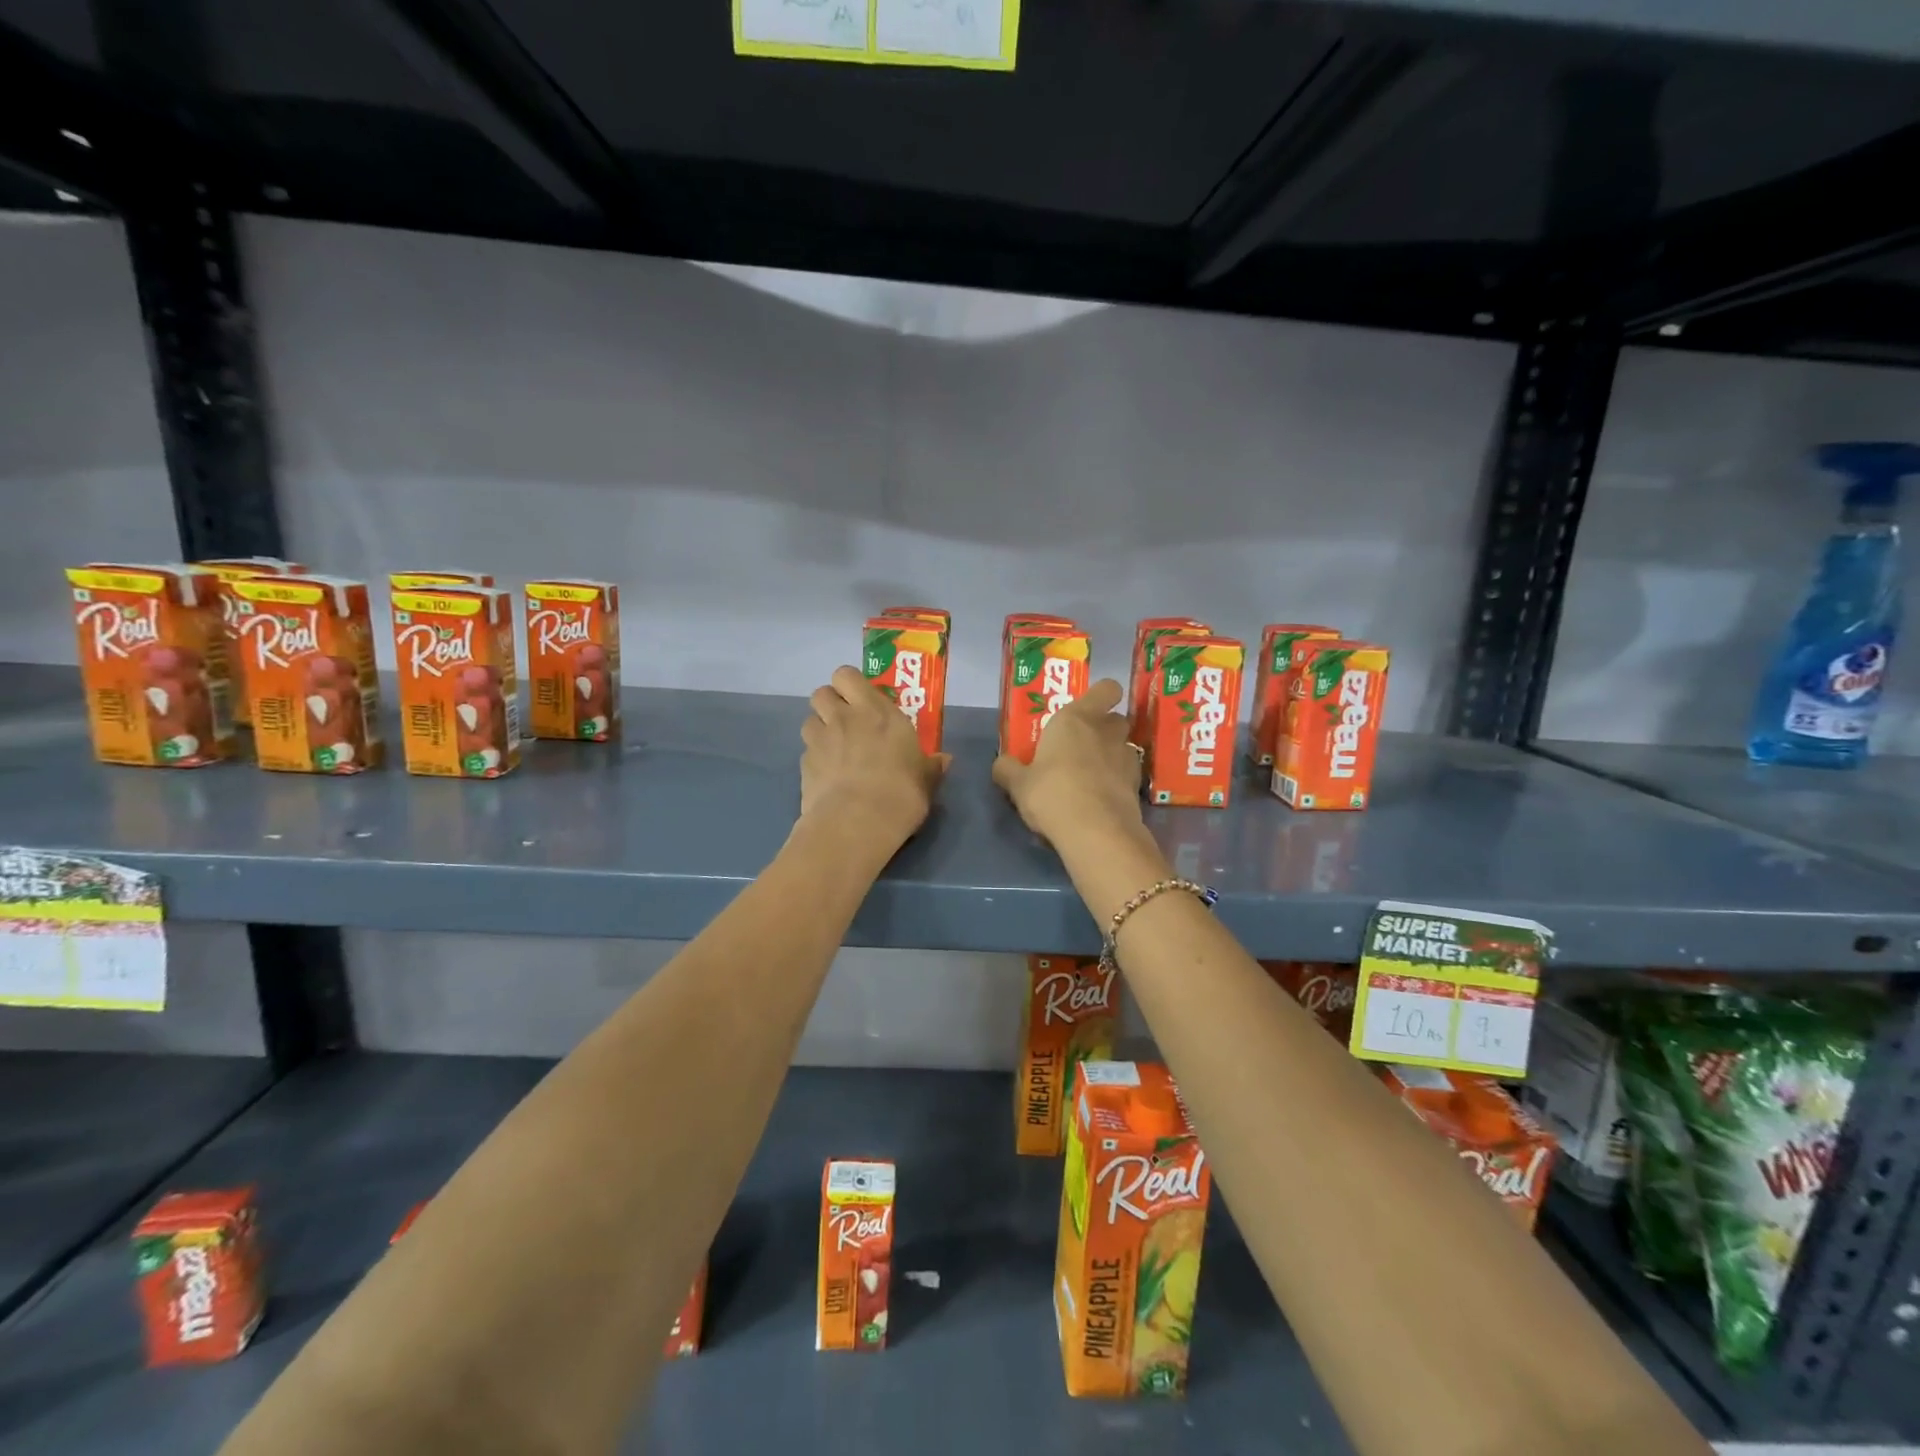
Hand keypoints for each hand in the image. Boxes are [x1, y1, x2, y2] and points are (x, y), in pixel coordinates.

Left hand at [800, 666, 948, 852]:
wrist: (857, 823)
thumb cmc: (901, 793)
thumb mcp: (926, 780)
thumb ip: (932, 766)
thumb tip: (944, 760)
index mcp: (876, 711)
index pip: (847, 675)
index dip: (850, 684)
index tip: (861, 700)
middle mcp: (844, 717)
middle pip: (821, 692)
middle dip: (830, 702)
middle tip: (846, 721)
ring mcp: (820, 740)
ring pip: (809, 719)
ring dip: (819, 729)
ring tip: (833, 748)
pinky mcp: (804, 765)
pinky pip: (806, 751)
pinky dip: (814, 758)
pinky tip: (827, 776)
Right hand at [992, 678, 1145, 848]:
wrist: (1096, 832)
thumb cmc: (1052, 794)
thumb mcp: (1018, 784)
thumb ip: (1008, 769)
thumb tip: (1001, 763)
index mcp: (1076, 718)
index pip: (1106, 689)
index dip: (1101, 696)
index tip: (1086, 710)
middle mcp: (1105, 731)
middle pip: (1115, 718)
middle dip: (1103, 728)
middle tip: (1081, 746)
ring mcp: (1126, 758)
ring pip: (1123, 746)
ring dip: (1111, 755)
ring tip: (1091, 775)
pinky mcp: (1137, 785)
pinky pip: (1127, 774)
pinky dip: (1117, 781)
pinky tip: (1101, 798)